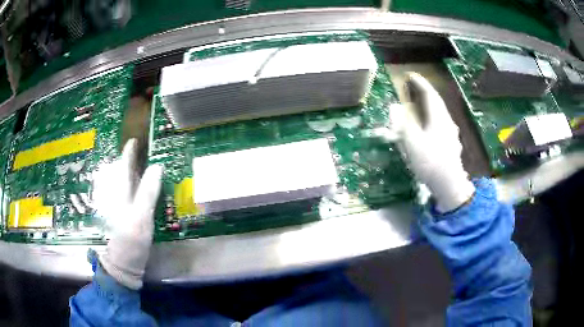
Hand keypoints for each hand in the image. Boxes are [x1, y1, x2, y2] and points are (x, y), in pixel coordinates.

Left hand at [92, 138, 162, 288]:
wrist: (121, 265)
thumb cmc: (130, 241)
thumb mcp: (141, 218)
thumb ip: (148, 192)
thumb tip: (157, 166)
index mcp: (120, 193)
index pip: (124, 166)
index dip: (129, 152)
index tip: (134, 140)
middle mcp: (116, 196)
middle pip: (121, 173)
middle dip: (129, 160)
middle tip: (140, 152)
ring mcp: (117, 208)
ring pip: (122, 184)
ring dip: (129, 173)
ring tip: (138, 166)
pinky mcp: (121, 218)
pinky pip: (125, 197)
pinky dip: (131, 189)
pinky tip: (136, 191)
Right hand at [391, 73, 474, 212]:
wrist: (450, 186)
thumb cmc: (431, 162)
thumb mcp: (413, 143)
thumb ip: (402, 124)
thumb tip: (395, 107)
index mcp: (439, 118)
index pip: (430, 94)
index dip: (420, 83)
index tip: (411, 75)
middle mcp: (447, 122)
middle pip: (437, 103)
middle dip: (426, 93)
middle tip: (415, 88)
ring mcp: (451, 134)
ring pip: (440, 114)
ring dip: (430, 106)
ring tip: (420, 105)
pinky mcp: (451, 145)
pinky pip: (441, 124)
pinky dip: (433, 119)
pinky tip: (430, 127)